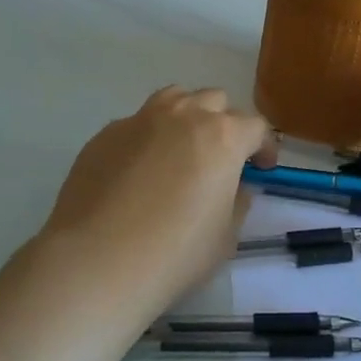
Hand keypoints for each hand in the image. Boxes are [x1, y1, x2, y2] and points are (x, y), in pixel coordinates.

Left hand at [42, 87, 274, 304]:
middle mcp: (183, 116)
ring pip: (173, 99)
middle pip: (214, 101)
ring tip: (180, 150)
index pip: (255, 126)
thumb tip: (236, 187)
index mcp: (222, 137)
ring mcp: (140, 120)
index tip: (261, 169)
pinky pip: (136, 124)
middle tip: (220, 159)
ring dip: (186, 117)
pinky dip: (147, 139)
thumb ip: (237, 203)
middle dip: (225, 124)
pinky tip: (138, 173)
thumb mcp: (225, 237)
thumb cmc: (175, 253)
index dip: (263, 147)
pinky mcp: (105, 134)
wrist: (96, 261)